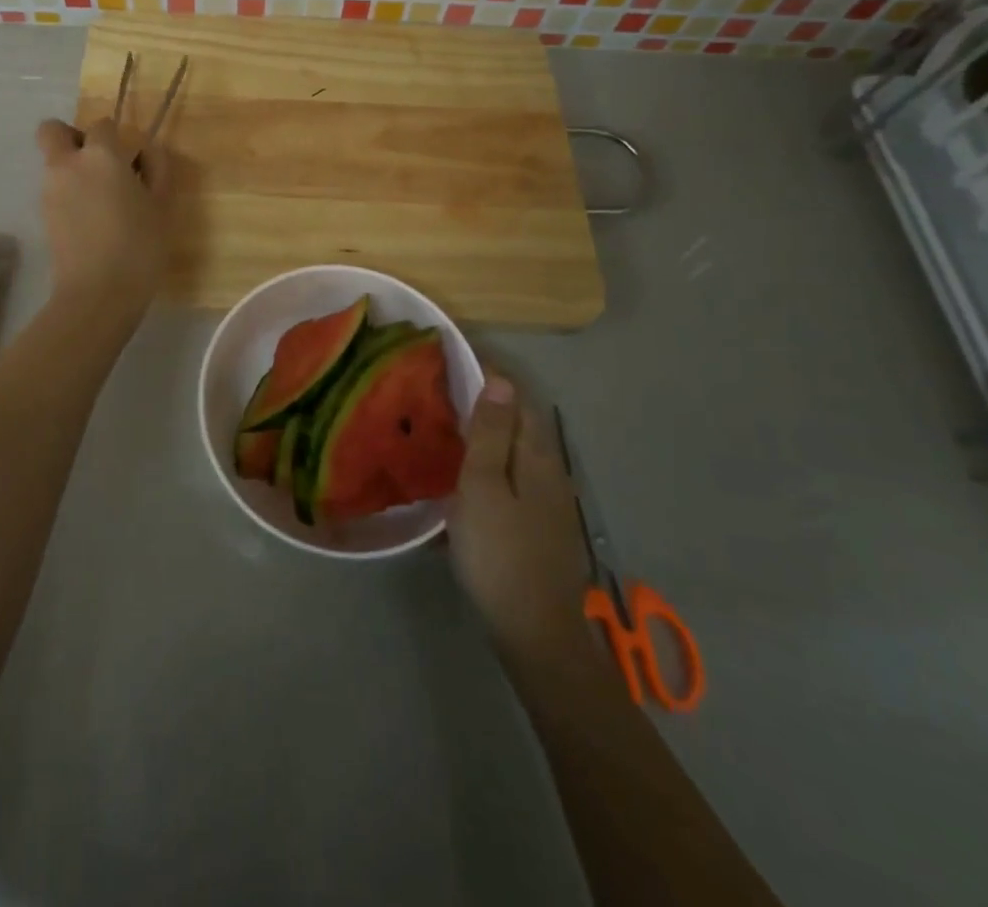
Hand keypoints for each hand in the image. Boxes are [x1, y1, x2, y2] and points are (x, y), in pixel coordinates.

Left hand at [33, 117, 170, 314]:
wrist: (98, 293)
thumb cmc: (139, 245)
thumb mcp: (162, 205)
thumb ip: (158, 169)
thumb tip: (148, 150)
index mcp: (101, 156)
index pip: (102, 125)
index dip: (116, 136)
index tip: (130, 159)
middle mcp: (68, 165)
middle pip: (52, 131)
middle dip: (72, 138)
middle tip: (99, 164)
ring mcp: (50, 191)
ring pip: (53, 163)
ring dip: (71, 170)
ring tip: (101, 202)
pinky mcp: (43, 216)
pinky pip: (53, 190)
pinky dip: (68, 195)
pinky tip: (91, 222)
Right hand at [447, 375, 596, 671]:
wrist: (535, 631)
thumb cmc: (500, 552)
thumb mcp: (483, 486)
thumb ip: (490, 433)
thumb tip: (499, 380)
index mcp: (536, 454)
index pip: (516, 396)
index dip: (488, 372)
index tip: (452, 356)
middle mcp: (548, 470)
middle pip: (517, 422)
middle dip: (484, 400)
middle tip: (439, 389)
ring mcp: (546, 500)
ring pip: (512, 451)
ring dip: (483, 433)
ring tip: (443, 427)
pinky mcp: (537, 525)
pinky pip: (509, 477)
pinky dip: (485, 465)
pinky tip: (460, 479)